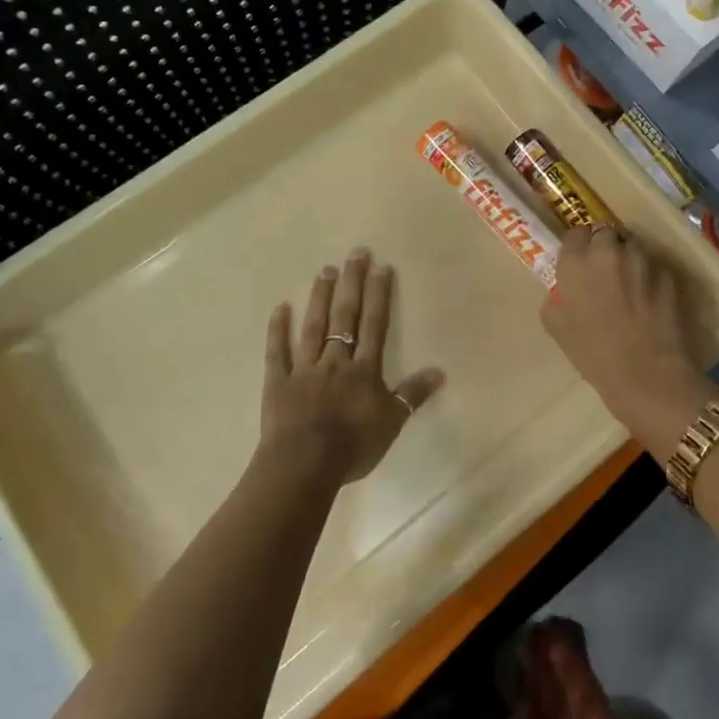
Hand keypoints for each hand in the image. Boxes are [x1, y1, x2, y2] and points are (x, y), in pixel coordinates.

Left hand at [259, 249, 445, 485]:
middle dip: (352, 283)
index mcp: (364, 370)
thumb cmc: (353, 446)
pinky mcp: (279, 382)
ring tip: (325, 270)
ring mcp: (305, 369)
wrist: (304, 465)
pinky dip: (278, 330)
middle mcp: (335, 360)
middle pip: (345, 316)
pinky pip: (278, 352)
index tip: (380, 267)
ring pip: (314, 327)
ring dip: (320, 298)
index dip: (378, 295)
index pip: (374, 325)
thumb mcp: (392, 423)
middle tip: (355, 253)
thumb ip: (413, 395)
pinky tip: (280, 308)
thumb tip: (440, 370)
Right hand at [541, 228, 708, 454]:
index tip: (580, 262)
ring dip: (628, 257)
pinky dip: (649, 275)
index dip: (578, 246)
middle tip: (604, 270)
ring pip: (632, 245)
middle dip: (604, 246)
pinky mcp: (667, 273)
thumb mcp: (556, 327)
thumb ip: (556, 298)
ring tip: (629, 282)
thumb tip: (563, 291)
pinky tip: (649, 298)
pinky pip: (653, 265)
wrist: (646, 373)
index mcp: (576, 262)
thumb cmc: (594, 354)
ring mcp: (641, 260)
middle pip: (605, 232)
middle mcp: (608, 251)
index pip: (575, 233)